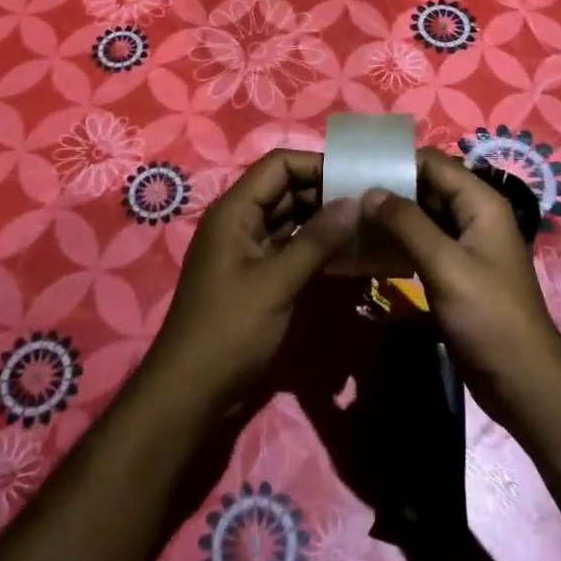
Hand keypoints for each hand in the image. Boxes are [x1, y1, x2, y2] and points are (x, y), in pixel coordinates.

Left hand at [145, 149, 357, 414]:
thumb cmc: (229, 331)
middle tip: (370, 202)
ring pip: (290, 219)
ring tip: (366, 224)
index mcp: (235, 211)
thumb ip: (317, 240)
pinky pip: (289, 247)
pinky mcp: (256, 277)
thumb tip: (356, 202)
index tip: (356, 177)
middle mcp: (240, 222)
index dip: (316, 164)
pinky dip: (314, 246)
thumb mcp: (277, 283)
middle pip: (286, 189)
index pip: (278, 165)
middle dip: (325, 192)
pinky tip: (346, 254)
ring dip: (323, 220)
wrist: (190, 395)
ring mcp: (247, 250)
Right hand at [360, 149, 560, 432]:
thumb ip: (407, 224)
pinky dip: (396, 246)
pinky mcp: (454, 273)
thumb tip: (370, 191)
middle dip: (387, 191)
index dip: (396, 162)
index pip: (433, 163)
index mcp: (480, 203)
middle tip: (342, 198)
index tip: (355, 171)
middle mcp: (473, 216)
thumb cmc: (488, 317)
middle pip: (425, 188)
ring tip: (347, 223)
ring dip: (389, 221)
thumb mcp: (445, 265)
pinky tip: (365, 253)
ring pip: (420, 219)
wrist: (522, 382)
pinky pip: (421, 247)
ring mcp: (464, 246)